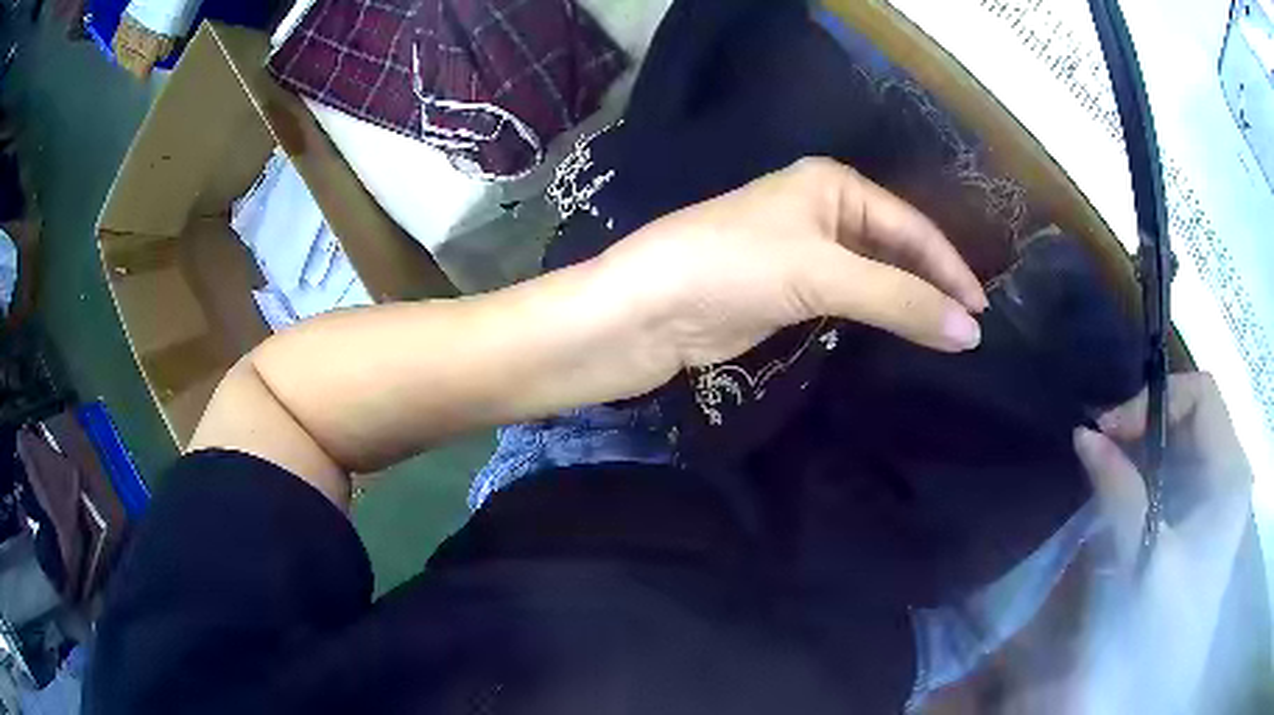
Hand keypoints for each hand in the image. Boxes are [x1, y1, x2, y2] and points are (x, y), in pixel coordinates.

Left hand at [594, 158, 987, 374]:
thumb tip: (969, 332)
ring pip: (878, 275)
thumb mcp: (822, 275)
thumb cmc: (732, 268)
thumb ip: (900, 300)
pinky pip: (855, 299)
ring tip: (948, 338)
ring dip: (911, 303)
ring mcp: (809, 252)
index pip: (912, 226)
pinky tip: (905, 336)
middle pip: (898, 248)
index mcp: (834, 184)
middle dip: (934, 286)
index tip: (980, 314)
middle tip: (969, 330)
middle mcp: (826, 209)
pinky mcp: (794, 291)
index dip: (950, 269)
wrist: (648, 309)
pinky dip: (881, 316)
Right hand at [1070, 373, 1252, 712]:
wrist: (1168, 675)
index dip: (1156, 400)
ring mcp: (1219, 491)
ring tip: (1109, 464)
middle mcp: (1230, 469)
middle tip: (1102, 445)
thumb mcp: (1145, 557)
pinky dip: (1151, 470)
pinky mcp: (1205, 513)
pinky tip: (1127, 489)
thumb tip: (1082, 435)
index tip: (1111, 430)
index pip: (1201, 394)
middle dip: (1146, 421)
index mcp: (1230, 472)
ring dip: (1146, 446)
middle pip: (1193, 412)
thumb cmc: (1166, 621)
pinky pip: (1180, 470)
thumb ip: (1119, 493)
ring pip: (1185, 440)